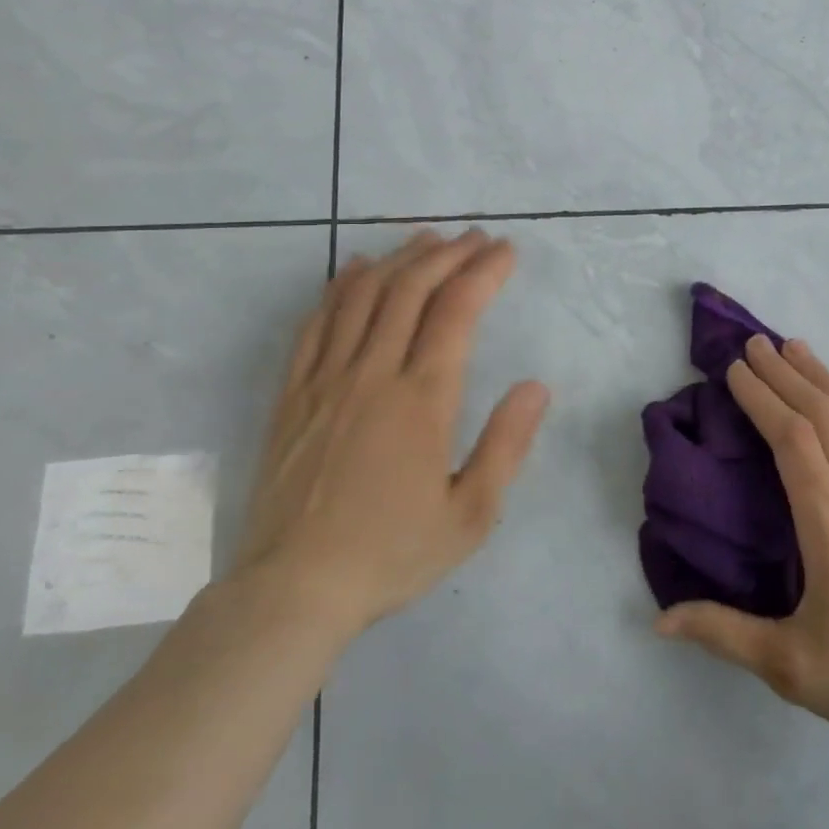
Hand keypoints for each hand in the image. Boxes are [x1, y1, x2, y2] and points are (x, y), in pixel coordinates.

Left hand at [232, 230, 549, 648]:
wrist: (292, 590)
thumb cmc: (391, 553)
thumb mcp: (470, 514)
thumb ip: (507, 445)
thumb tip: (536, 386)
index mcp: (422, 400)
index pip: (457, 311)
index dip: (484, 272)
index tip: (506, 251)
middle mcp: (373, 374)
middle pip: (411, 289)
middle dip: (448, 254)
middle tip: (475, 237)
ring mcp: (326, 379)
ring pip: (365, 295)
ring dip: (400, 258)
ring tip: (428, 240)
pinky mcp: (292, 393)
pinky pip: (318, 322)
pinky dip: (342, 286)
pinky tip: (358, 269)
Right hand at [657, 336, 828, 760]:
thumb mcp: (789, 665)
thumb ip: (722, 632)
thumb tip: (657, 620)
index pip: (791, 439)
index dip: (763, 398)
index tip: (737, 369)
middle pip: (822, 416)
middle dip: (785, 374)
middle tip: (756, 343)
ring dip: (825, 381)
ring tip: (797, 350)